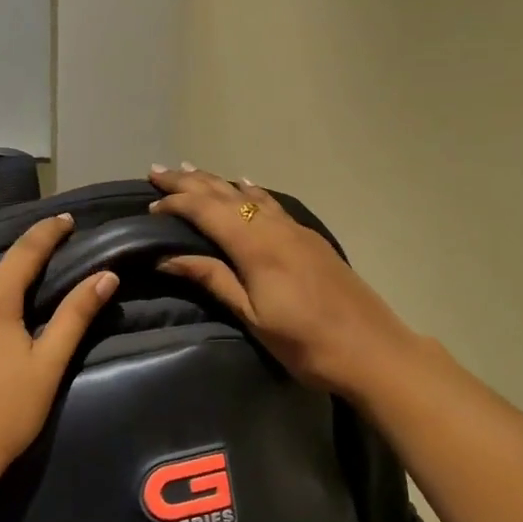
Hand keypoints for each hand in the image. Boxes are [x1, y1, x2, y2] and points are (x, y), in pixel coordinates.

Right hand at [148, 164, 421, 399]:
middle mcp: (274, 227)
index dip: (176, 203)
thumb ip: (212, 279)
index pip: (206, 211)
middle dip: (189, 182)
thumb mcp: (252, 316)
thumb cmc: (305, 343)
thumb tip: (166, 257)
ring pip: (249, 194)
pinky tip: (245, 185)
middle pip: (225, 194)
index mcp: (255, 246)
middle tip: (158, 171)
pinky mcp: (310, 238)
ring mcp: (296, 230)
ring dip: (216, 182)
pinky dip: (249, 191)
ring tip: (191, 171)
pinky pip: (271, 202)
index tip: (150, 205)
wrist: (373, 350)